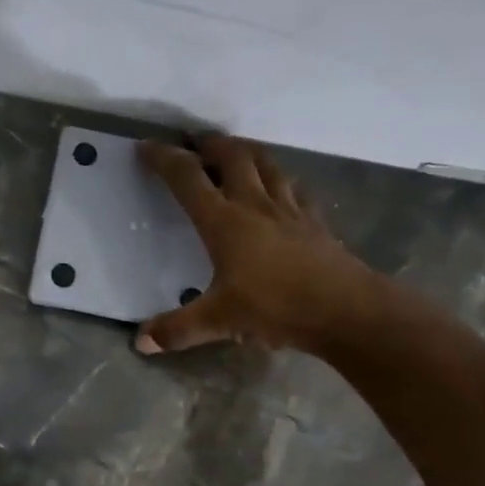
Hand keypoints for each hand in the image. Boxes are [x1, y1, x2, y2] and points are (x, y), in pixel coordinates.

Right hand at [136, 135, 377, 354]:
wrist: (343, 308)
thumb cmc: (275, 307)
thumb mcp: (219, 321)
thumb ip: (177, 329)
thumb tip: (141, 342)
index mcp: (224, 221)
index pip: (187, 178)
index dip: (163, 159)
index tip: (146, 147)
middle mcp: (254, 204)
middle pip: (232, 156)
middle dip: (210, 144)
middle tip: (196, 143)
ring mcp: (289, 209)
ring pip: (266, 164)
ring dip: (247, 152)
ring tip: (235, 153)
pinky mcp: (314, 221)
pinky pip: (294, 189)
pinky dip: (280, 182)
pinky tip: (280, 190)